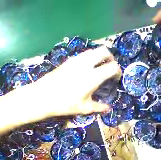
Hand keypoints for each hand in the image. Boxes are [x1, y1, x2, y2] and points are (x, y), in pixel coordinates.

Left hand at [4, 47, 121, 124]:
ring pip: (93, 50)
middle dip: (111, 58)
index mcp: (93, 77)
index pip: (112, 67)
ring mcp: (76, 60)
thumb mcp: (86, 108)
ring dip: (100, 57)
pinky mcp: (69, 60)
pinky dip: (91, 58)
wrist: (42, 97)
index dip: (118, 71)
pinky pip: (85, 54)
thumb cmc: (66, 104)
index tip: (116, 78)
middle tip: (110, 68)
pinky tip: (88, 69)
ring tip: (100, 68)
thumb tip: (109, 108)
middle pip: (104, 51)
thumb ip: (100, 107)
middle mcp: (86, 64)